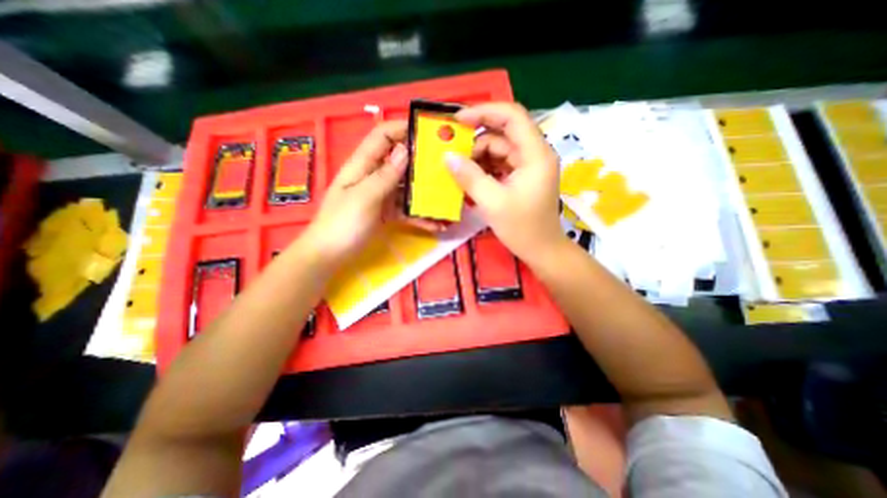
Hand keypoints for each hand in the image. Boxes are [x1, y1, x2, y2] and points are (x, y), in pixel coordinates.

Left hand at [306, 120, 443, 265]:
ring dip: (425, 193)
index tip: (428, 133)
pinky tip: (437, 224)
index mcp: (363, 165)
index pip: (383, 136)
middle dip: (422, 162)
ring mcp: (381, 195)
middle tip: (446, 167)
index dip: (402, 129)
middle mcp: (374, 176)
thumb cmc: (342, 224)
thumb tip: (405, 150)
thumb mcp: (364, 197)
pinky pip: (406, 209)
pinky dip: (420, 215)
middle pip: (400, 161)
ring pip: (406, 187)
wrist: (330, 256)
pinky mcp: (386, 213)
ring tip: (447, 199)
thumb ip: (385, 175)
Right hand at [447, 100, 564, 264]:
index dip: (484, 112)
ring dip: (477, 157)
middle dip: (476, 141)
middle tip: (452, 152)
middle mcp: (534, 154)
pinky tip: (470, 178)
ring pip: (499, 149)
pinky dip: (484, 168)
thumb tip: (447, 156)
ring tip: (459, 170)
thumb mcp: (492, 202)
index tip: (457, 120)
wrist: (542, 251)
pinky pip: (500, 164)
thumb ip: (469, 176)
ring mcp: (528, 166)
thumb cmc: (522, 229)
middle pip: (503, 133)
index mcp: (535, 154)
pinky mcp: (522, 177)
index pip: (512, 116)